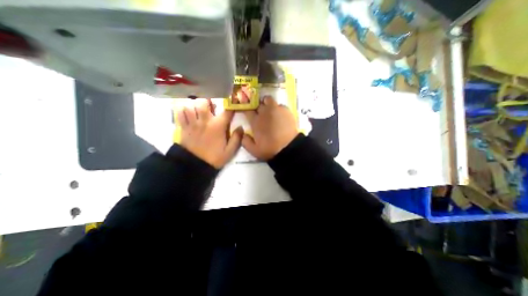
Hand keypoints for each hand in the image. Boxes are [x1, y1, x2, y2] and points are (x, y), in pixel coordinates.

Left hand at [177, 99, 242, 168]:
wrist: (195, 165)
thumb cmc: (214, 157)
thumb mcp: (230, 151)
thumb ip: (237, 139)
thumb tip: (241, 127)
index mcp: (218, 126)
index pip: (227, 111)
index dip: (231, 105)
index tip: (233, 103)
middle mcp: (205, 121)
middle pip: (203, 102)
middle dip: (208, 101)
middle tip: (210, 105)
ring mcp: (193, 123)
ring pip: (190, 105)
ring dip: (195, 105)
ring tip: (198, 108)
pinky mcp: (183, 128)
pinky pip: (179, 113)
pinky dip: (182, 110)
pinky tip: (187, 112)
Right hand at [242, 96, 298, 159]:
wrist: (288, 148)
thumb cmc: (270, 149)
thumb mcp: (253, 150)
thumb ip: (245, 141)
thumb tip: (242, 132)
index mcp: (255, 121)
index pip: (247, 110)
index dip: (246, 109)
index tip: (247, 111)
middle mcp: (264, 112)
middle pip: (257, 103)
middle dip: (257, 107)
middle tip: (260, 114)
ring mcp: (276, 109)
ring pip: (268, 99)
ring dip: (267, 103)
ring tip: (270, 110)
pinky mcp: (286, 110)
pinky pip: (280, 105)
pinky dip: (278, 108)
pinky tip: (280, 115)